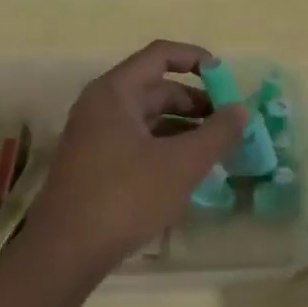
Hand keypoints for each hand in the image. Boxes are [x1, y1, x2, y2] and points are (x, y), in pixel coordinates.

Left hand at [27, 40, 244, 272]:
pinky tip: (187, 170)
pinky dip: (165, 147)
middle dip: (196, 102)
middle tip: (229, 124)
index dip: (196, 59)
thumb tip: (241, 110)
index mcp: (115, 93)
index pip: (159, 55)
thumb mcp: (181, 164)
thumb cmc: (125, 197)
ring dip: (183, 128)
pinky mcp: (95, 164)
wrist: (66, 250)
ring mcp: (94, 136)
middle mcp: (101, 106)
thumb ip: (217, 134)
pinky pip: (137, 142)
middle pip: (155, 88)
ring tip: (216, 149)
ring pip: (147, 119)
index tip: (226, 79)